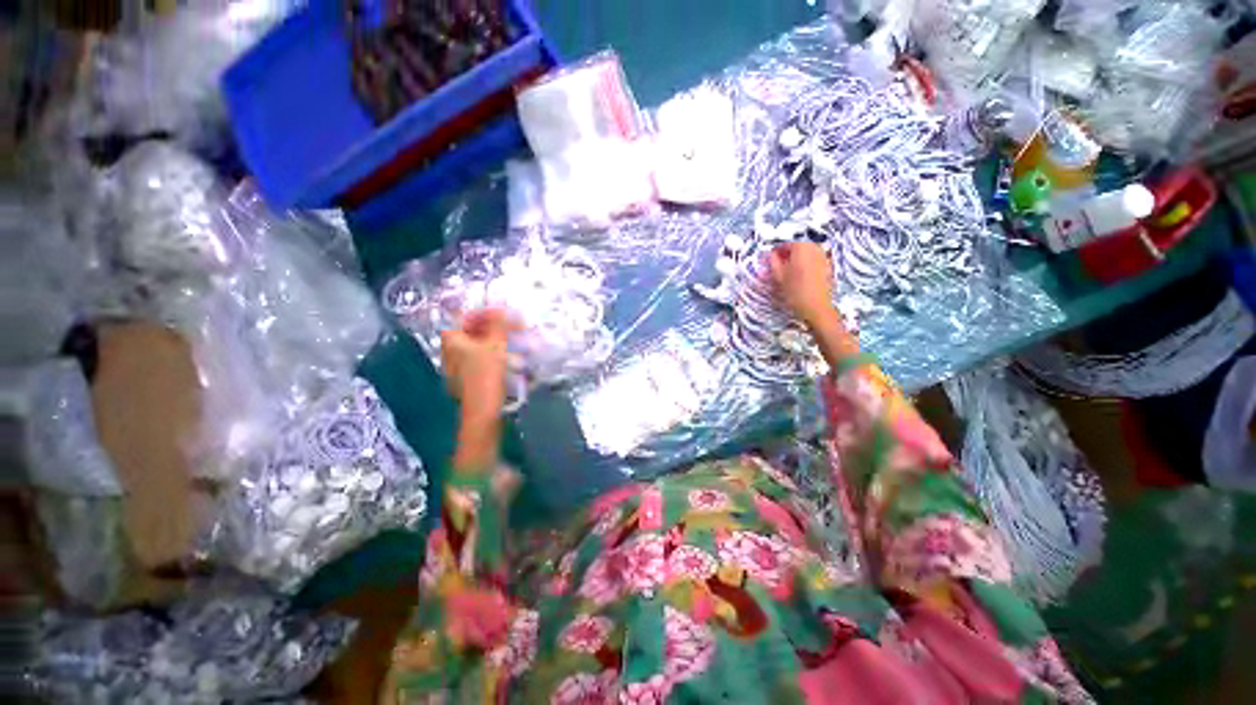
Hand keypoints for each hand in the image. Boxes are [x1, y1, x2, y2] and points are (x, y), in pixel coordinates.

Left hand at [441, 308, 519, 421]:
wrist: (483, 410)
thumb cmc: (486, 374)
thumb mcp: (496, 344)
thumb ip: (498, 322)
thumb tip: (499, 300)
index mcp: (451, 340)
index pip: (464, 316)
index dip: (484, 312)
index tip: (504, 313)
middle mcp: (450, 351)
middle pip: (470, 331)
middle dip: (493, 327)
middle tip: (512, 327)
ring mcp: (457, 366)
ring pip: (477, 345)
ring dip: (496, 341)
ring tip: (514, 342)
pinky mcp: (467, 378)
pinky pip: (480, 359)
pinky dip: (494, 354)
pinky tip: (509, 358)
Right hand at [768, 242, 835, 328]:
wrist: (816, 307)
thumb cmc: (795, 291)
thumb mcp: (779, 276)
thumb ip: (773, 261)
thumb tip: (771, 253)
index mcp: (801, 247)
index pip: (786, 241)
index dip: (776, 249)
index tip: (771, 258)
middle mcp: (814, 247)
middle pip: (798, 244)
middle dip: (787, 252)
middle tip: (778, 264)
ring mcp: (823, 255)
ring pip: (806, 251)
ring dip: (796, 257)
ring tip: (789, 271)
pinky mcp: (828, 265)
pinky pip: (813, 258)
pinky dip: (805, 263)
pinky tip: (800, 275)